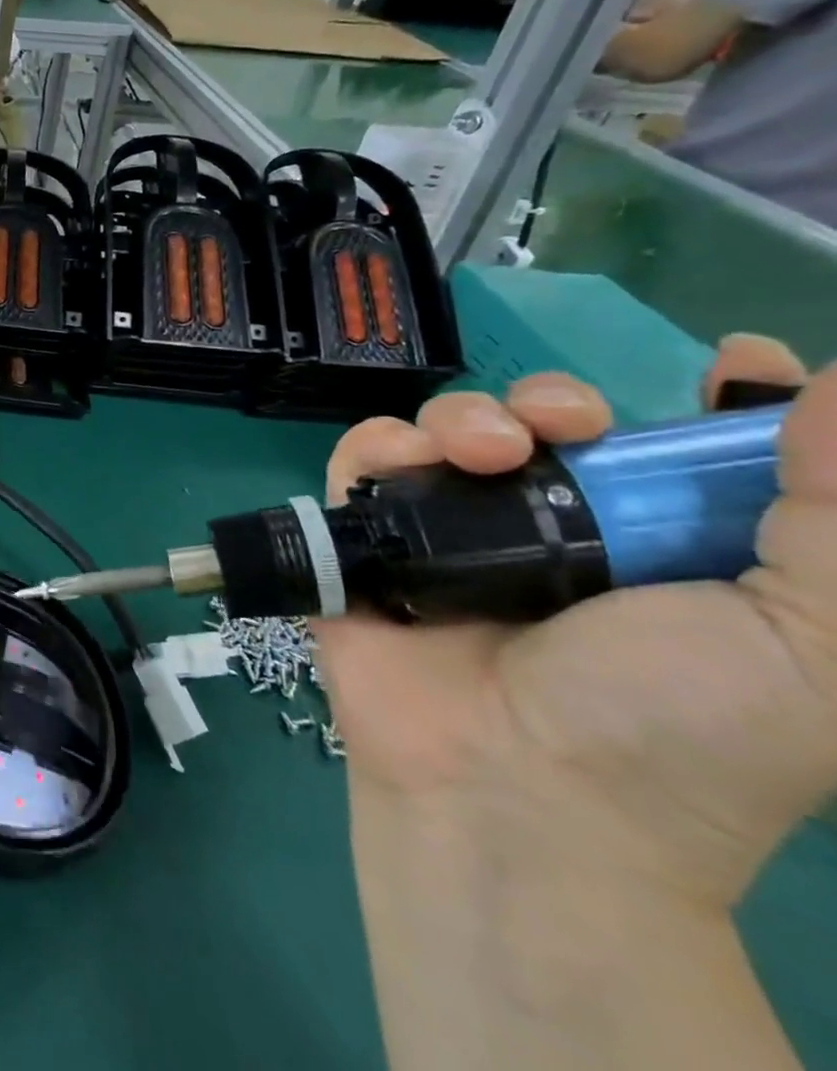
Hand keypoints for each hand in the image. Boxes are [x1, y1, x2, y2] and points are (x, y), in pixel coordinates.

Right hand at [315, 337, 835, 1069]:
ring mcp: (450, 536)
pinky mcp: (368, 541)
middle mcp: (554, 534)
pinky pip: (362, 464)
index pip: (688, 459)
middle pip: (550, 428)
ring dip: (463, 416)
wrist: (508, 791)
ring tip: (483, 449)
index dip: (719, 404)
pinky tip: (401, 461)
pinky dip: (377, 445)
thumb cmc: (672, 729)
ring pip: (447, 432)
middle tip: (565, 419)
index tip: (731, 363)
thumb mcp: (811, 646)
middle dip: (558, 398)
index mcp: (663, 555)